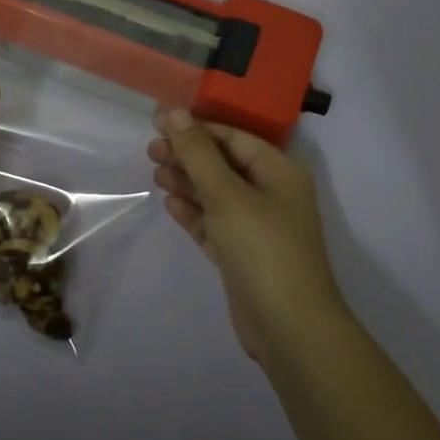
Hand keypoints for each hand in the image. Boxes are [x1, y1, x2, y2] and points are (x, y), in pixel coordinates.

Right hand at [148, 109, 346, 361]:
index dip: (196, 127)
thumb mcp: (226, 194)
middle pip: (223, 164)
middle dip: (188, 155)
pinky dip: (194, 212)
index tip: (158, 123)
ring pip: (216, 194)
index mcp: (278, 172)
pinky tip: (170, 204)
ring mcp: (257, 226)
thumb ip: (198, 153)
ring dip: (187, 182)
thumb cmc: (262, 248)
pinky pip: (214, 223)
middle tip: (150, 151)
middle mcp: (271, 194)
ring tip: (155, 173)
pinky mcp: (242, 254)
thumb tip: (175, 113)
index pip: (233, 137)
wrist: (288, 327)